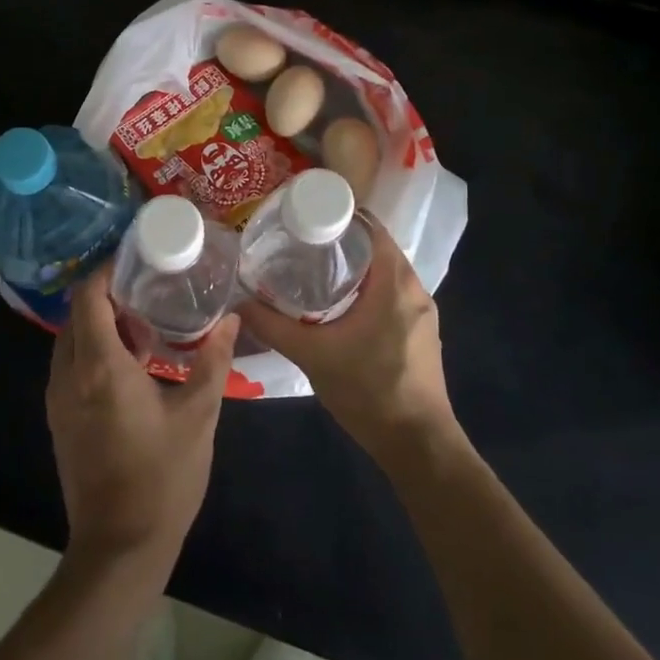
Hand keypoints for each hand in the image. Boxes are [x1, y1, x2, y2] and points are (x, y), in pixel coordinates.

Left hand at [46, 263, 238, 575]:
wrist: (119, 548)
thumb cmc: (162, 479)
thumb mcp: (198, 416)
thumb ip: (212, 361)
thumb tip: (230, 320)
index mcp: (99, 367)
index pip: (88, 296)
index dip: (108, 270)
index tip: (139, 261)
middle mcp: (68, 375)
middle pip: (77, 313)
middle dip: (108, 295)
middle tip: (149, 289)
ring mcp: (58, 398)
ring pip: (71, 339)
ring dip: (100, 323)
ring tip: (146, 322)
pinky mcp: (59, 418)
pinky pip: (71, 365)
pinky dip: (93, 349)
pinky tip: (132, 363)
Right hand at [239, 219, 454, 466]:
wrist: (417, 444)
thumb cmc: (369, 390)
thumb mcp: (312, 355)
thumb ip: (273, 326)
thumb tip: (238, 302)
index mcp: (395, 282)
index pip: (370, 227)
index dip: (339, 215)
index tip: (305, 215)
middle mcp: (415, 289)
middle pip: (376, 247)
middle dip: (340, 241)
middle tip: (299, 241)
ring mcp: (421, 312)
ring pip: (384, 273)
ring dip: (353, 266)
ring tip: (311, 268)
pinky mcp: (419, 333)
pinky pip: (390, 294)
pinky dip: (366, 288)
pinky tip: (336, 304)